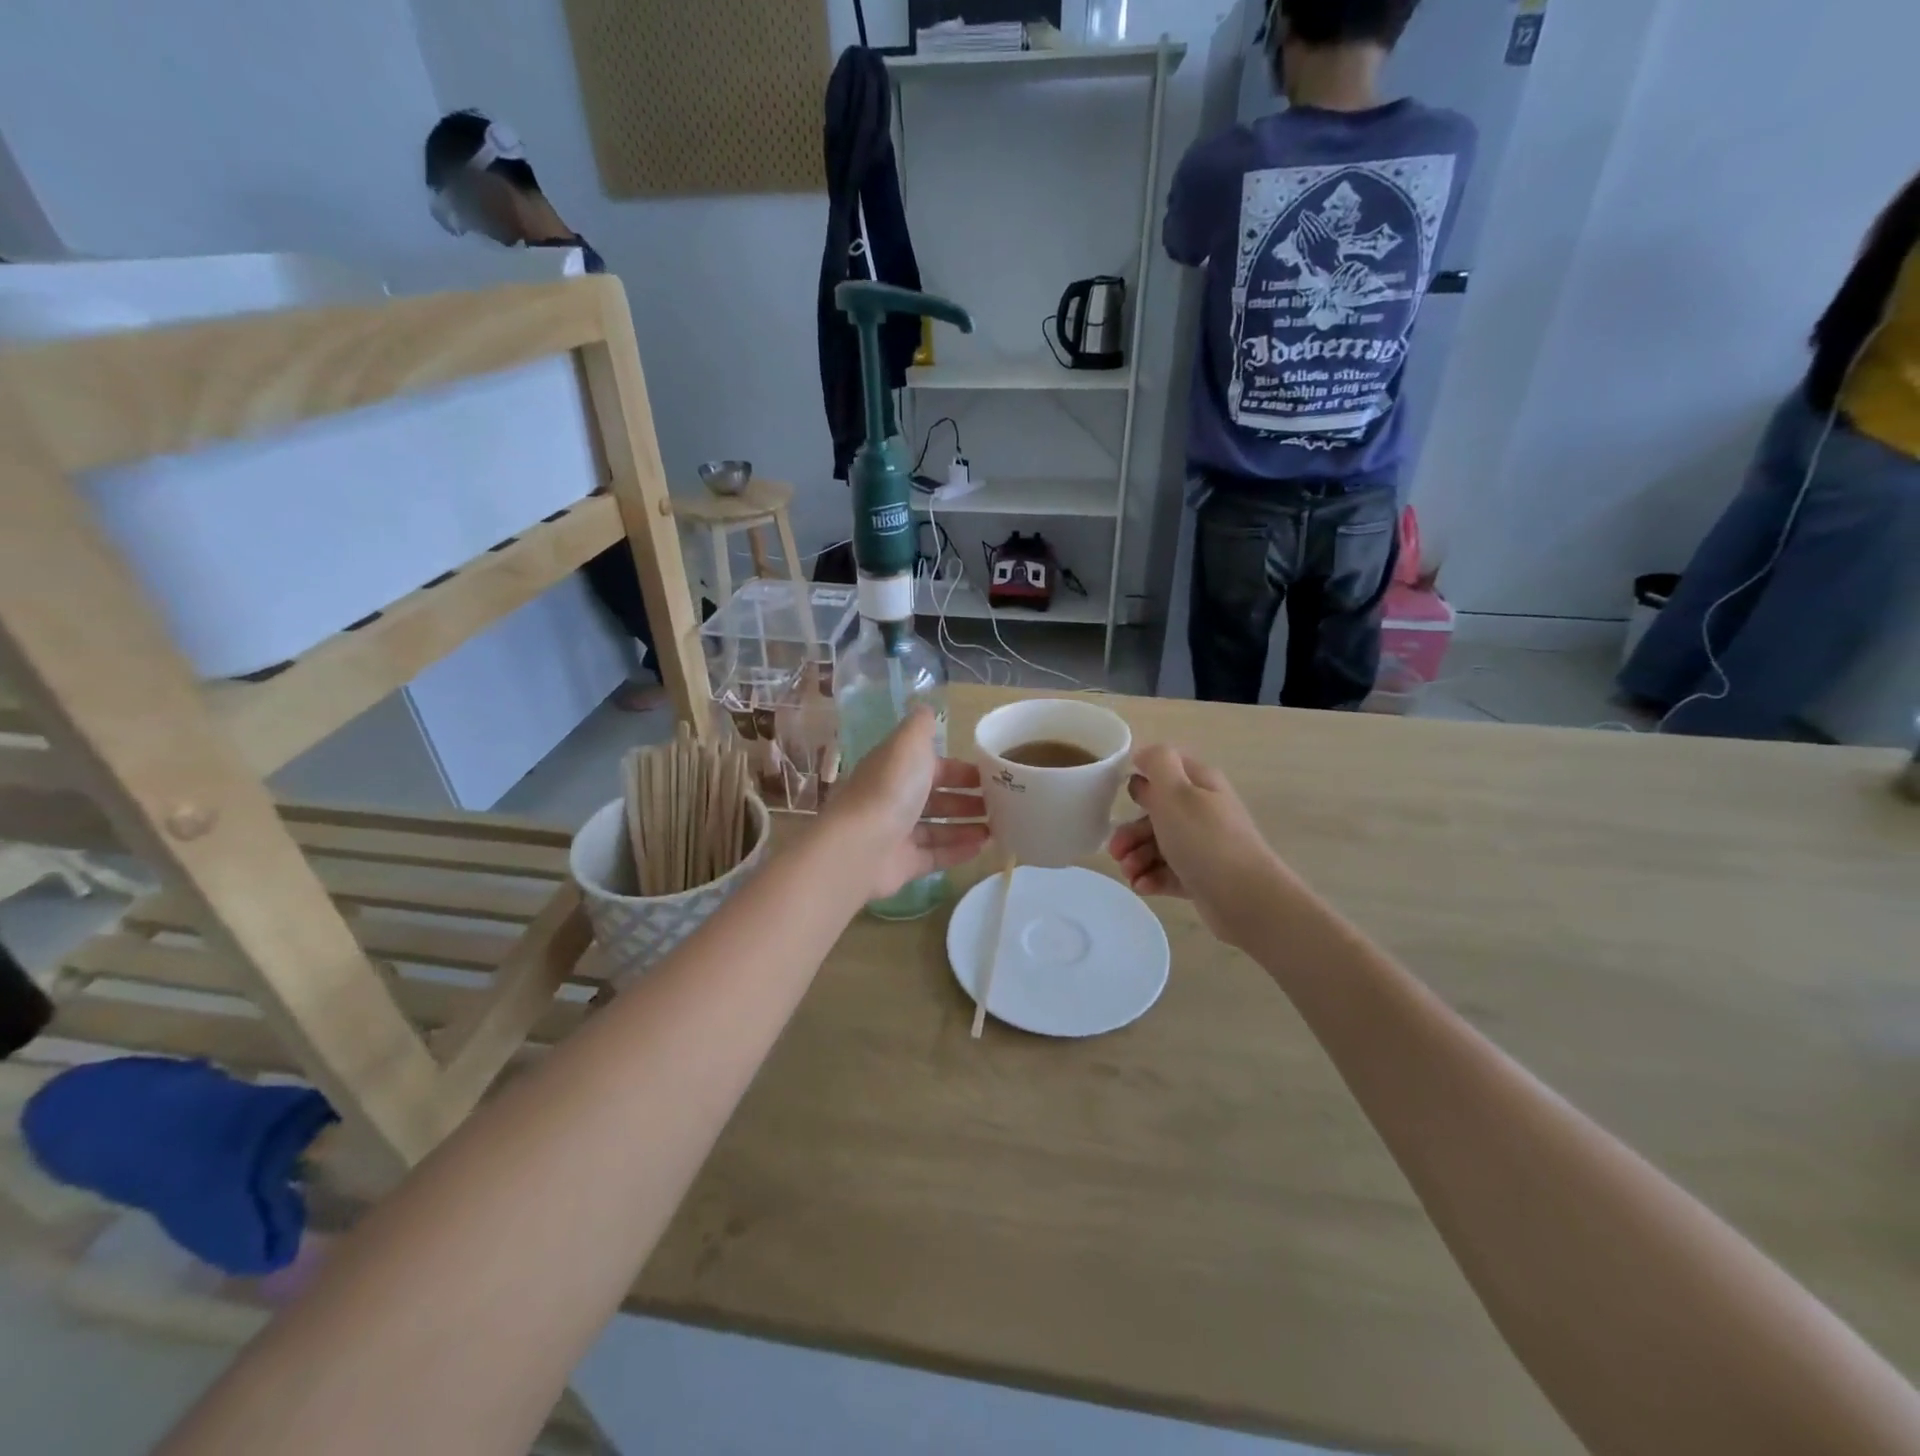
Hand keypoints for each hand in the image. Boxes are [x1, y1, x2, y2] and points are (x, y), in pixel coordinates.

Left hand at [823, 709, 989, 900]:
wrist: (861, 845)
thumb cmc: (890, 788)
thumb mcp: (908, 743)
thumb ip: (921, 726)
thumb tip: (927, 708)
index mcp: (895, 768)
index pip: (932, 766)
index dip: (960, 770)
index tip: (991, 775)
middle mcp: (894, 799)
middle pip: (936, 798)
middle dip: (967, 800)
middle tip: (1001, 805)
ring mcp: (897, 834)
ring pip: (938, 828)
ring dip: (966, 827)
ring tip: (998, 829)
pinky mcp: (903, 864)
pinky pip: (936, 856)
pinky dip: (958, 852)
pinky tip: (983, 849)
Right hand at [1106, 745, 1293, 946]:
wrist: (1246, 899)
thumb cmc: (1204, 840)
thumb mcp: (1175, 792)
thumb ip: (1157, 763)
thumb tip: (1144, 753)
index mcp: (1199, 783)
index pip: (1166, 768)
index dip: (1140, 778)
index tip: (1119, 797)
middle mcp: (1202, 810)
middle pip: (1156, 812)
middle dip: (1131, 830)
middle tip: (1116, 849)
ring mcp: (1203, 845)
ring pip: (1159, 844)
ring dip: (1137, 856)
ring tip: (1129, 873)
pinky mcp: (1201, 876)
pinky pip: (1168, 872)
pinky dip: (1151, 877)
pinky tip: (1142, 886)